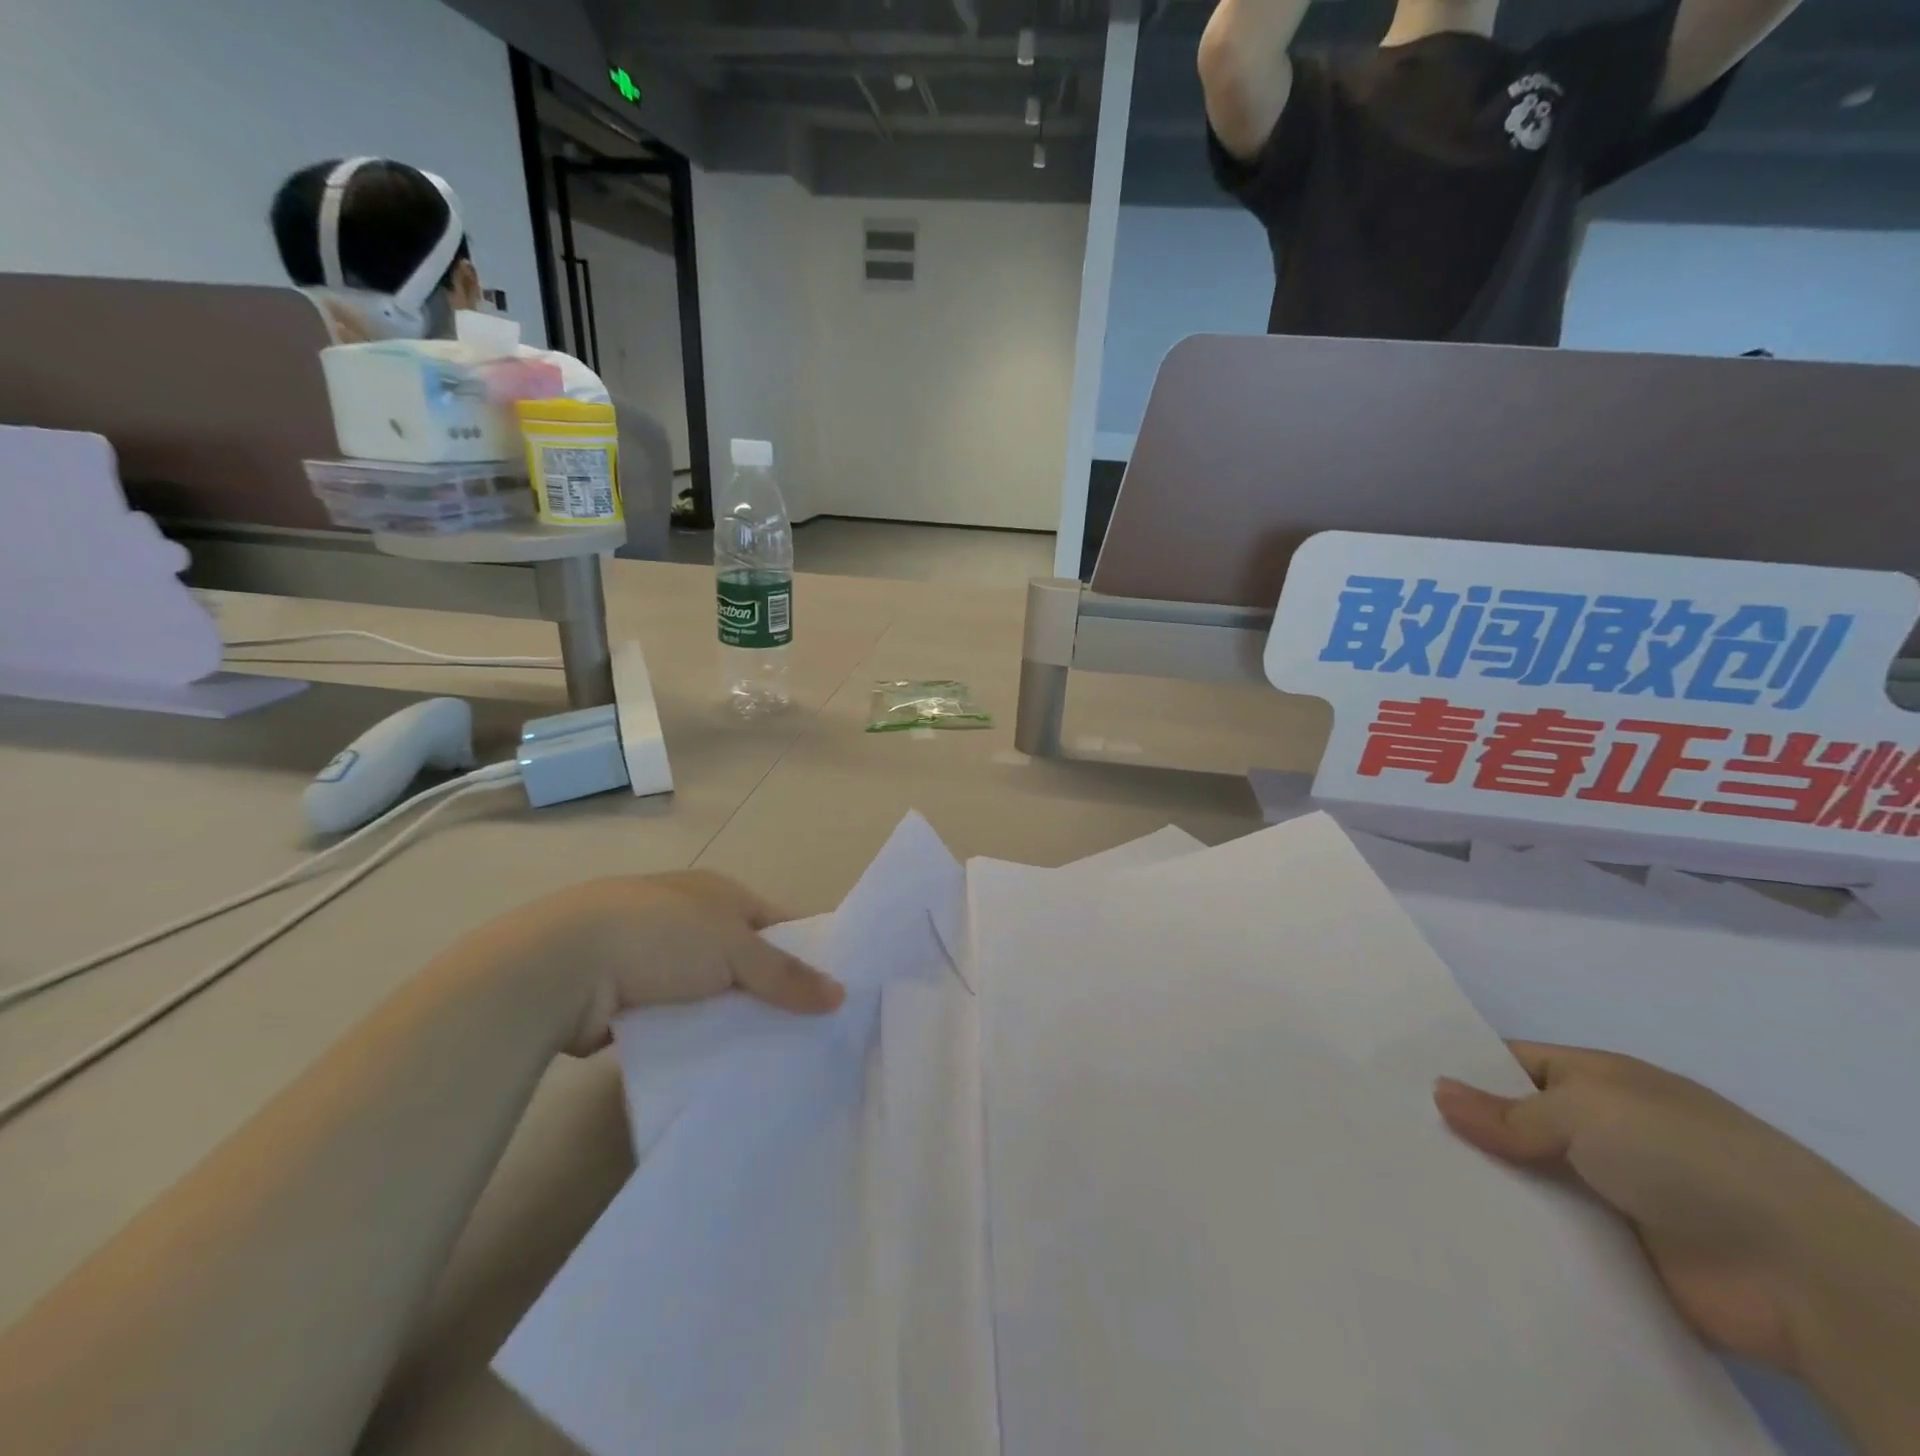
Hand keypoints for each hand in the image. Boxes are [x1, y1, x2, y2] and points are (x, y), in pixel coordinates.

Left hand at [490, 871, 844, 1055]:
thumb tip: (840, 995)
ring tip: (772, 1056)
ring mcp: (655, 958)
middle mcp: (690, 919)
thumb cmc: (661, 936)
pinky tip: (720, 1064)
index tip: (833, 990)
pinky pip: (679, 1020)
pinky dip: (697, 1038)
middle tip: (810, 1033)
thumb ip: (785, 974)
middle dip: (771, 992)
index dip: (807, 950)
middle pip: (745, 958)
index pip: (777, 920)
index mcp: (718, 893)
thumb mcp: (734, 949)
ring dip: (732, 1017)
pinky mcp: (629, 998)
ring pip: (712, 993)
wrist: (561, 965)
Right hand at [1434, 1045, 1896, 1375]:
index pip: (1510, 1063)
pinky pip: (1552, 1235)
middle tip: (1389, 1137)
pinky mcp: (1618, 1253)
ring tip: (1408, 1185)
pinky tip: (1459, 1232)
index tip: (1396, 1081)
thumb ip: (1508, 1111)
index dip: (1459, 1069)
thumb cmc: (1684, 1157)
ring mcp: (1612, 1193)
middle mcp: (1601, 1131)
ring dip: (1486, 1185)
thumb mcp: (1586, 1111)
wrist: (1804, 1276)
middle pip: (1514, 1124)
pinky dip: (1516, 1235)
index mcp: (1597, 1082)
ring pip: (1528, 1181)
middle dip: (1463, 1131)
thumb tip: (1439, 1092)